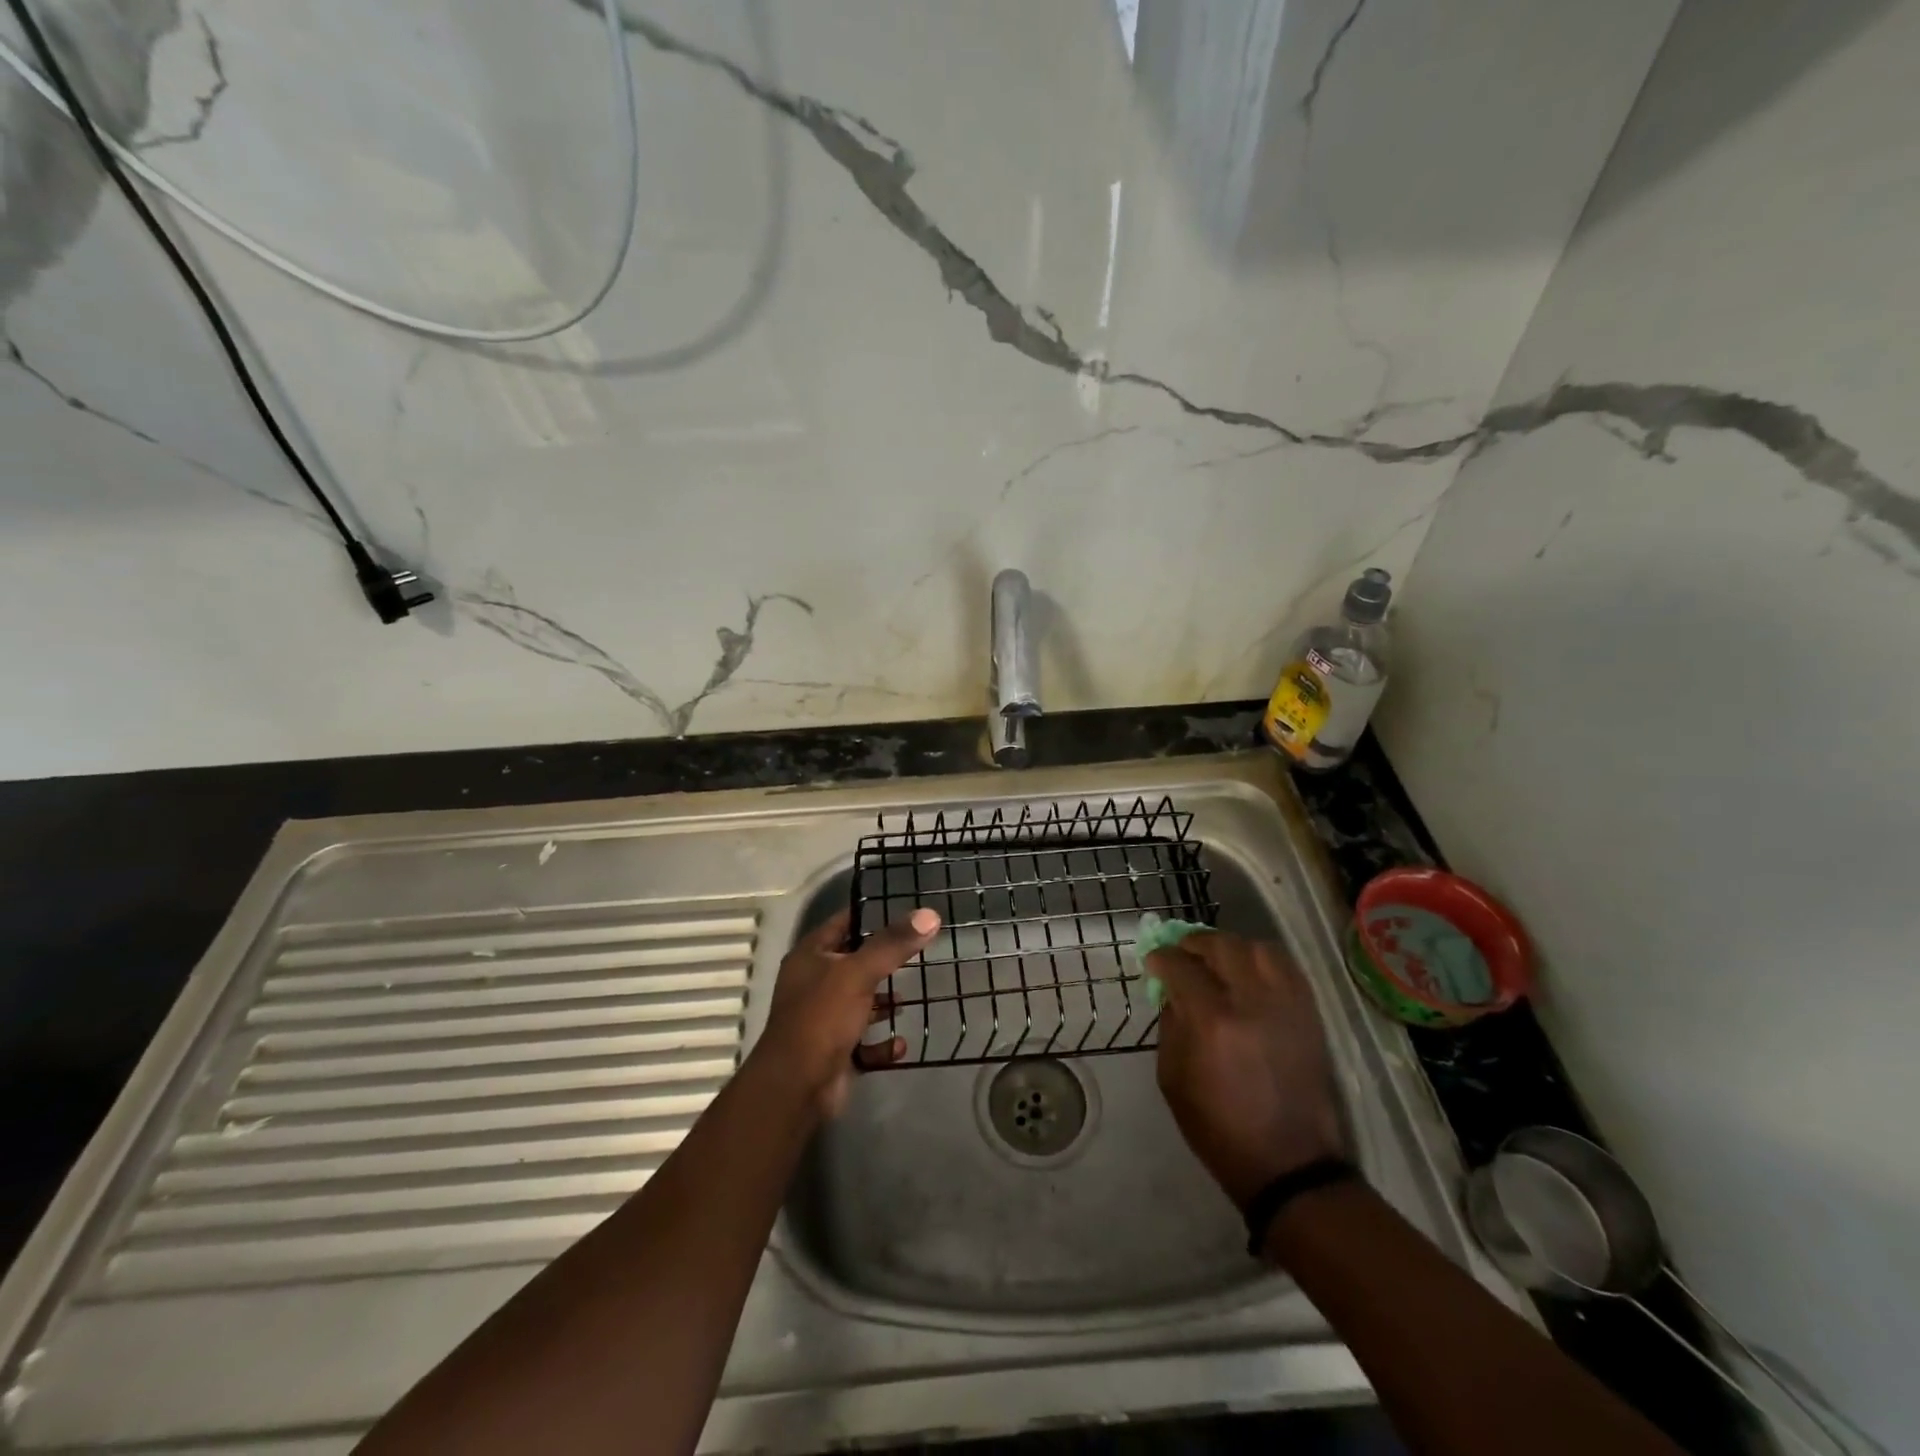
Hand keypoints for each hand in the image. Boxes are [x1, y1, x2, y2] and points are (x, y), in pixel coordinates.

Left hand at [754, 906, 939, 1119]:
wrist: (797, 1087)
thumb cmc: (823, 1017)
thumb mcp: (859, 973)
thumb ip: (893, 944)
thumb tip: (930, 915)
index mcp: (810, 956)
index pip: (842, 922)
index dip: (870, 914)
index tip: (904, 910)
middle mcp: (813, 983)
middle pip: (853, 962)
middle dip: (883, 961)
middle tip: (918, 952)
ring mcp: (823, 1018)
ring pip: (859, 1001)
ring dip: (883, 1003)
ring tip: (909, 999)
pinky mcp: (834, 1050)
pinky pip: (864, 1041)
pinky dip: (882, 1043)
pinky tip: (900, 1045)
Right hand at [1148, 930, 1346, 1208]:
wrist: (1289, 1165)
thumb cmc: (1219, 1128)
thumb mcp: (1173, 1078)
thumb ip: (1171, 1026)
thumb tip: (1173, 991)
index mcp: (1213, 1023)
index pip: (1181, 966)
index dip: (1162, 958)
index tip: (1153, 960)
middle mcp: (1252, 1003)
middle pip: (1222, 946)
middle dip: (1195, 943)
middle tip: (1182, 953)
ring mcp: (1286, 1006)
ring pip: (1258, 948)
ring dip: (1231, 947)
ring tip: (1217, 960)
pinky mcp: (1309, 1015)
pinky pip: (1286, 968)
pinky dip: (1262, 960)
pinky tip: (1248, 972)